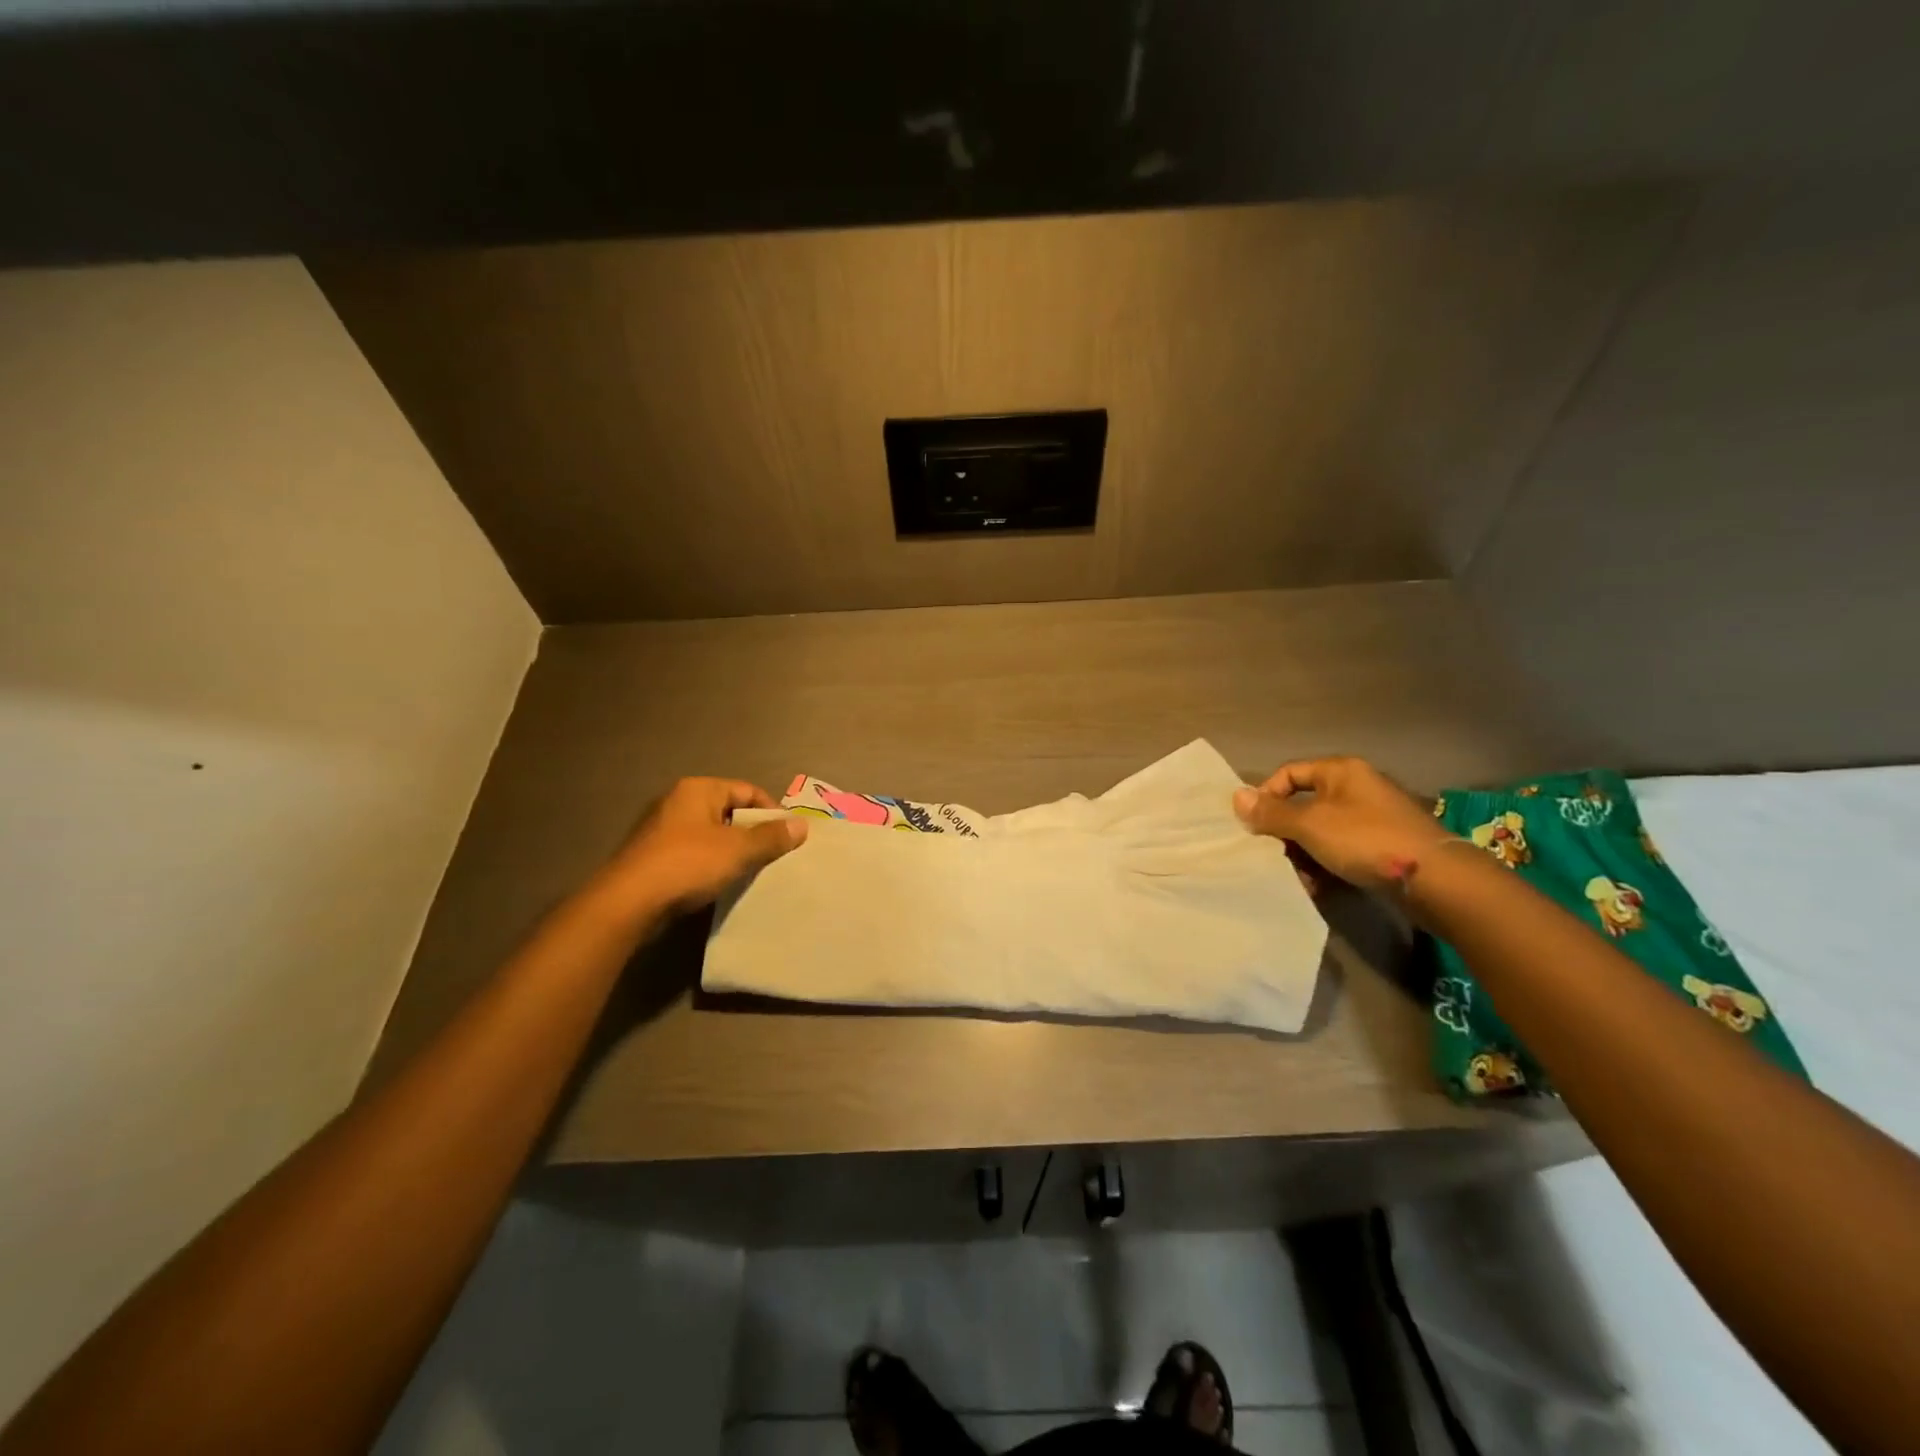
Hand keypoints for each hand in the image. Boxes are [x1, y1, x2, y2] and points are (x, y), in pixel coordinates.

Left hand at [597, 777, 806, 916]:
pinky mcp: (652, 856)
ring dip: (732, 851)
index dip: (772, 812)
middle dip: (753, 833)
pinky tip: (721, 884)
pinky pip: (693, 853)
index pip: (748, 791)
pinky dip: (710, 864)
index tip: (788, 837)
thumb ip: (771, 837)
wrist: (627, 903)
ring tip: (750, 872)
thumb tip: (802, 825)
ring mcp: (661, 829)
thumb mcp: (738, 850)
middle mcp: (678, 801)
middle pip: (729, 812)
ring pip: (711, 834)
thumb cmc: (687, 864)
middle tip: (773, 856)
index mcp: (698, 789)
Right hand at [1233, 757, 1453, 894]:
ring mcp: (1372, 818)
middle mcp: (1356, 788)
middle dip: (1284, 833)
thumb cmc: (1366, 840)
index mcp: (1341, 772)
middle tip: (1271, 855)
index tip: (1253, 824)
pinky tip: (1317, 887)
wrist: (1437, 880)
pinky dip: (1325, 865)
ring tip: (1296, 877)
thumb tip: (1236, 797)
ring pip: (1321, 832)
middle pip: (1304, 805)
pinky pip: (1341, 850)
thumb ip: (1272, 813)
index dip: (1267, 795)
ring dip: (1302, 854)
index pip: (1289, 773)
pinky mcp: (1382, 846)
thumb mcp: (1311, 825)